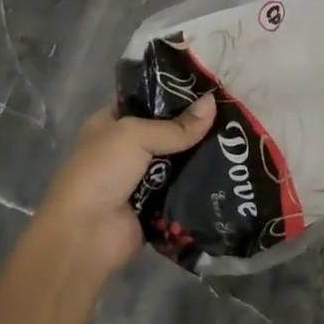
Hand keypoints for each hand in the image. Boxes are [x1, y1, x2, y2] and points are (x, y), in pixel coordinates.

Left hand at [35, 96, 214, 273]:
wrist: (86, 235)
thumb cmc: (102, 171)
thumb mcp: (135, 136)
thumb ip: (176, 125)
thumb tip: (213, 102)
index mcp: (111, 123)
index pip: (147, 101)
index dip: (175, 94)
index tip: (210, 89)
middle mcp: (125, 148)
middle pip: (167, 131)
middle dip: (194, 125)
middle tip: (231, 114)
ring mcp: (141, 178)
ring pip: (179, 159)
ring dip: (201, 154)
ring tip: (237, 139)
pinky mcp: (156, 204)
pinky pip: (183, 187)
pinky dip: (200, 182)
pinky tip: (229, 169)